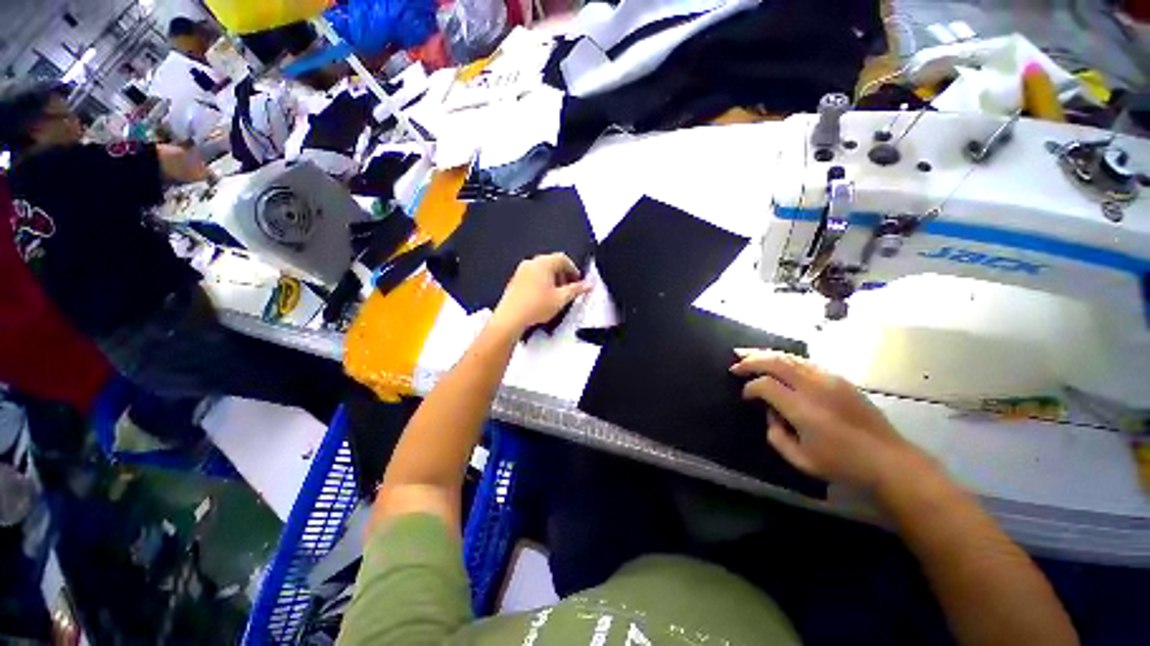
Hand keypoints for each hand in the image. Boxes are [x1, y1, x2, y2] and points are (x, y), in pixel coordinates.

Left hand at [492, 253, 590, 332]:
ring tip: (557, 295)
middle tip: (570, 288)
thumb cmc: (536, 306)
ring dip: (553, 279)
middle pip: (552, 263)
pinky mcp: (515, 280)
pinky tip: (544, 297)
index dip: (573, 270)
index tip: (578, 281)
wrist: (511, 317)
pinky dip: (541, 283)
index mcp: (543, 263)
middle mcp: (531, 263)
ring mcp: (521, 271)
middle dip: (563, 275)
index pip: (563, 259)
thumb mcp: (561, 299)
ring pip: (542, 270)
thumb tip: (588, 285)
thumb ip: (576, 290)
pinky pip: (533, 276)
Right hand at [732, 349, 929, 490]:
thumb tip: (770, 415)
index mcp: (802, 409)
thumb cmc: (843, 465)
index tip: (744, 396)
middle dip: (751, 360)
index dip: (750, 388)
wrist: (889, 460)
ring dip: (766, 354)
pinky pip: (804, 361)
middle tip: (735, 363)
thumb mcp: (801, 460)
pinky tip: (776, 360)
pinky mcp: (839, 379)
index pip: (765, 385)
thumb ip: (776, 436)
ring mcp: (829, 379)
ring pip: (790, 357)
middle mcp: (814, 387)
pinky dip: (785, 358)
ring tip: (747, 354)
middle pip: (775, 362)